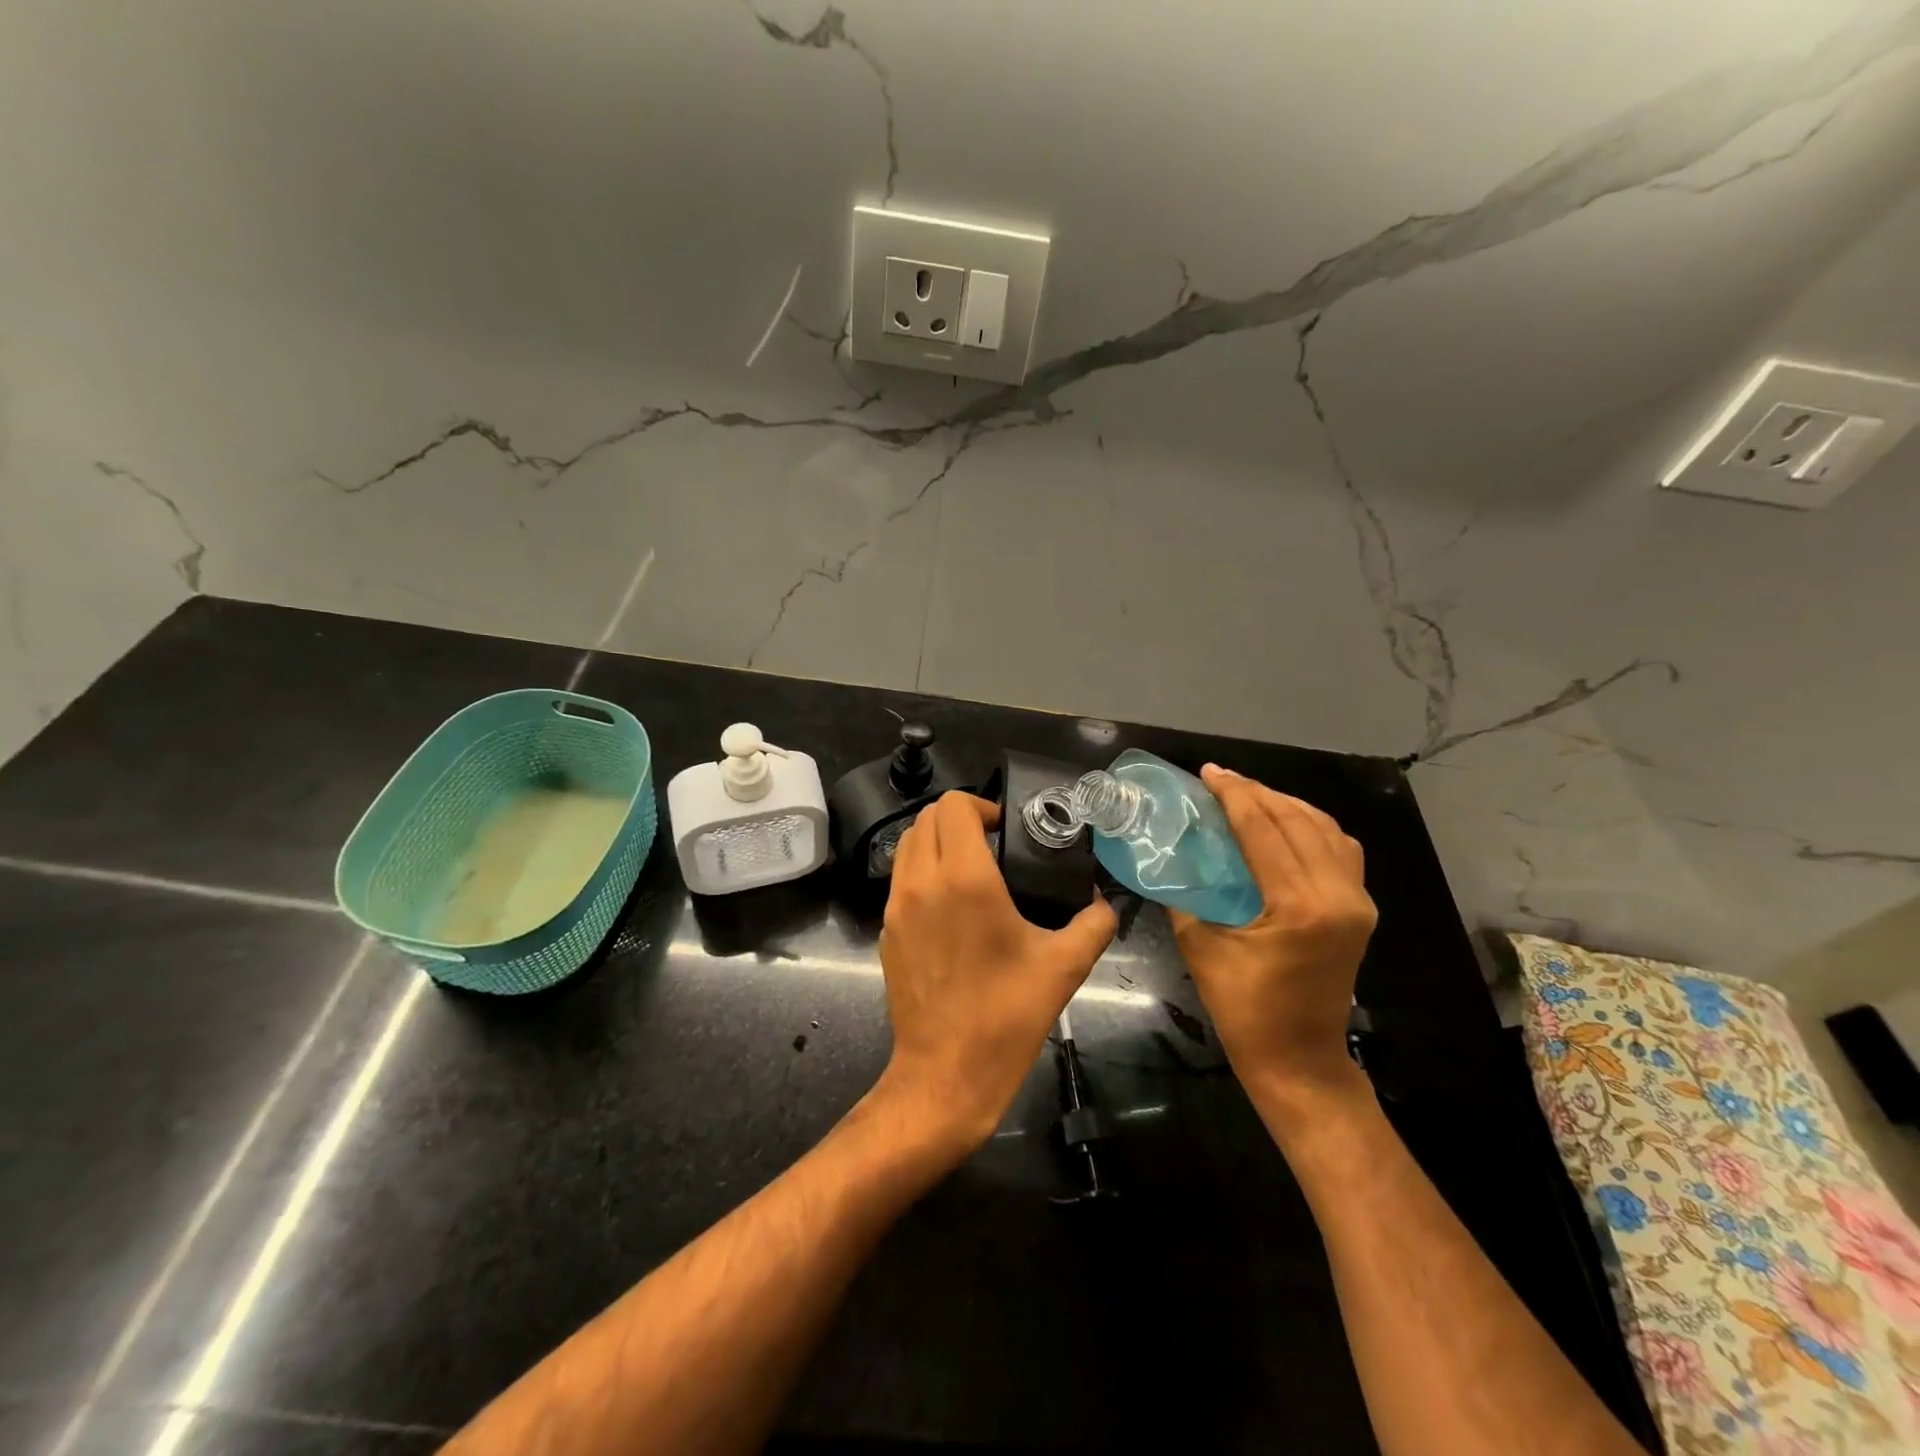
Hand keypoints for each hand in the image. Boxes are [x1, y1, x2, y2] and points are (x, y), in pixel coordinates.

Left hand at [875, 792, 1116, 1151]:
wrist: (946, 1075)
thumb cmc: (1006, 1016)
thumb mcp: (1064, 967)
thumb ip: (1093, 924)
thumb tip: (1103, 903)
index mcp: (964, 879)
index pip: (954, 806)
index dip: (982, 806)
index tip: (1007, 830)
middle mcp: (922, 881)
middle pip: (927, 817)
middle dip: (961, 819)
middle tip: (994, 845)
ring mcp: (896, 907)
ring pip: (908, 844)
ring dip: (938, 841)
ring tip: (972, 869)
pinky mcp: (887, 931)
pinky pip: (901, 879)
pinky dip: (922, 871)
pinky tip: (952, 906)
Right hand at [1169, 766, 1376, 1099]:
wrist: (1300, 1060)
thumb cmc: (1245, 1011)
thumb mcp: (1202, 949)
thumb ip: (1186, 897)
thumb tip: (1171, 858)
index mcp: (1299, 906)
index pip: (1263, 831)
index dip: (1233, 796)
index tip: (1208, 772)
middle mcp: (1338, 895)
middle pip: (1297, 821)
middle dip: (1256, 792)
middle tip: (1221, 779)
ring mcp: (1357, 901)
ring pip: (1325, 829)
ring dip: (1286, 805)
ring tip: (1249, 795)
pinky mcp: (1361, 909)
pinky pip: (1340, 849)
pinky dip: (1311, 826)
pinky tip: (1285, 824)